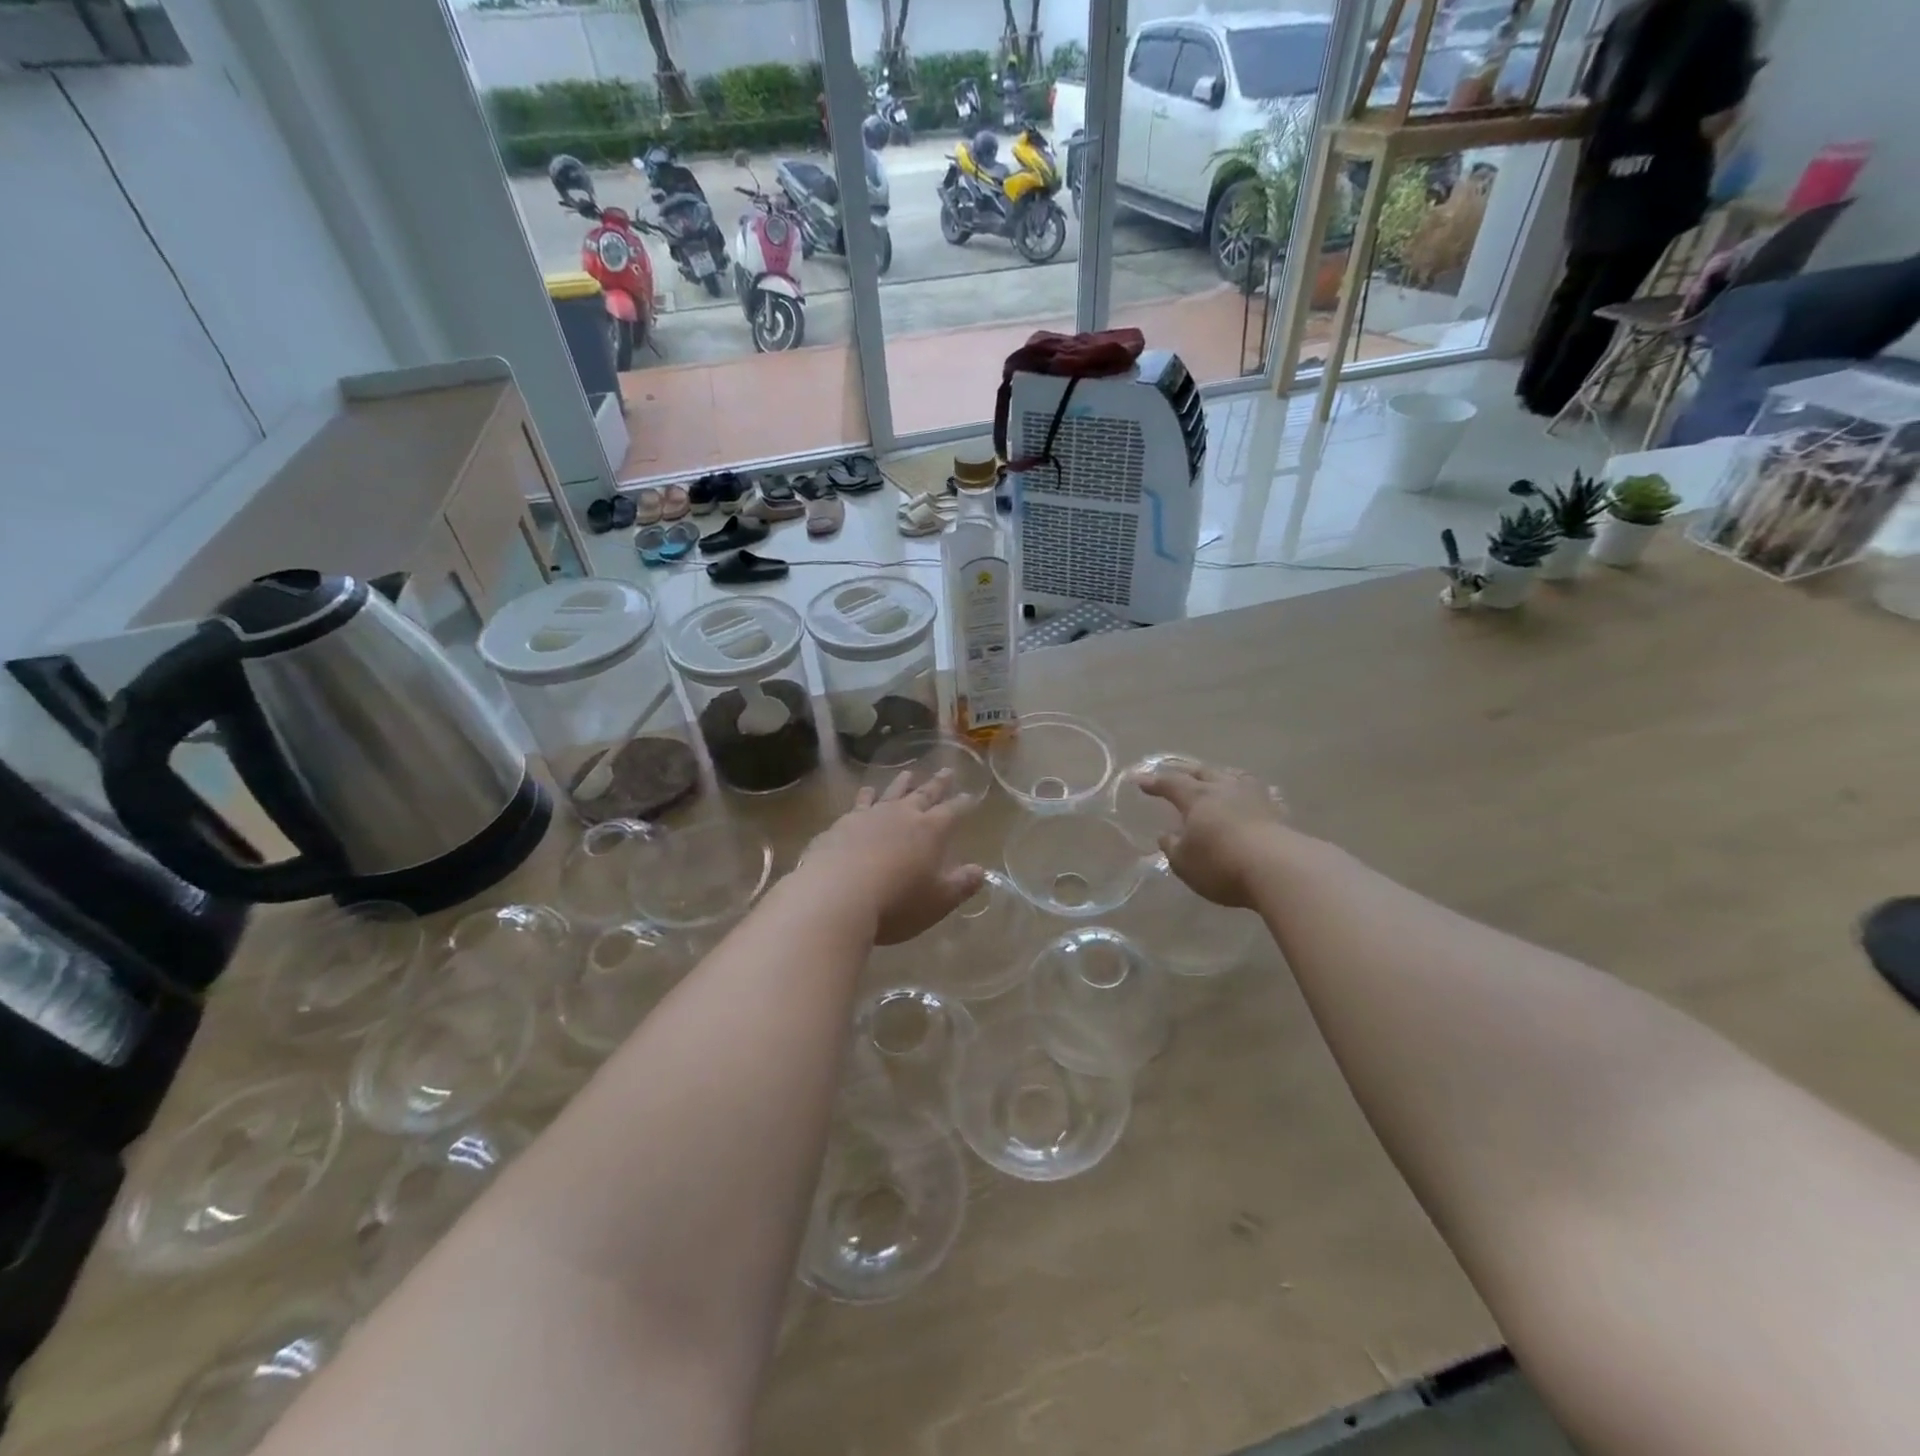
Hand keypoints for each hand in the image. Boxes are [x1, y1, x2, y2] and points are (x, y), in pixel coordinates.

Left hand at [804, 769, 984, 944]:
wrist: (836, 895)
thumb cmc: (896, 903)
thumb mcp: (938, 901)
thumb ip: (962, 885)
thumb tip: (981, 871)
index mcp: (931, 831)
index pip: (953, 811)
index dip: (963, 803)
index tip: (970, 795)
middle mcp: (903, 815)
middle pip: (924, 794)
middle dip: (938, 784)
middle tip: (947, 771)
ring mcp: (871, 816)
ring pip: (892, 792)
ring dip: (902, 783)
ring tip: (909, 773)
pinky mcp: (843, 823)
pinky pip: (860, 802)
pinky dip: (867, 795)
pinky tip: (867, 791)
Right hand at [1136, 763, 1284, 908]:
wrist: (1279, 869)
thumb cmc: (1221, 864)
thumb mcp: (1184, 862)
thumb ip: (1173, 847)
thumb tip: (1167, 835)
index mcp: (1197, 797)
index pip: (1170, 783)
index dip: (1153, 782)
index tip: (1138, 779)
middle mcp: (1224, 789)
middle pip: (1202, 772)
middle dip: (1185, 771)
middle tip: (1175, 772)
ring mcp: (1253, 797)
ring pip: (1232, 776)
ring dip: (1219, 775)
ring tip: (1214, 778)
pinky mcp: (1276, 812)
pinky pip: (1256, 794)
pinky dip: (1246, 793)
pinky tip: (1249, 799)